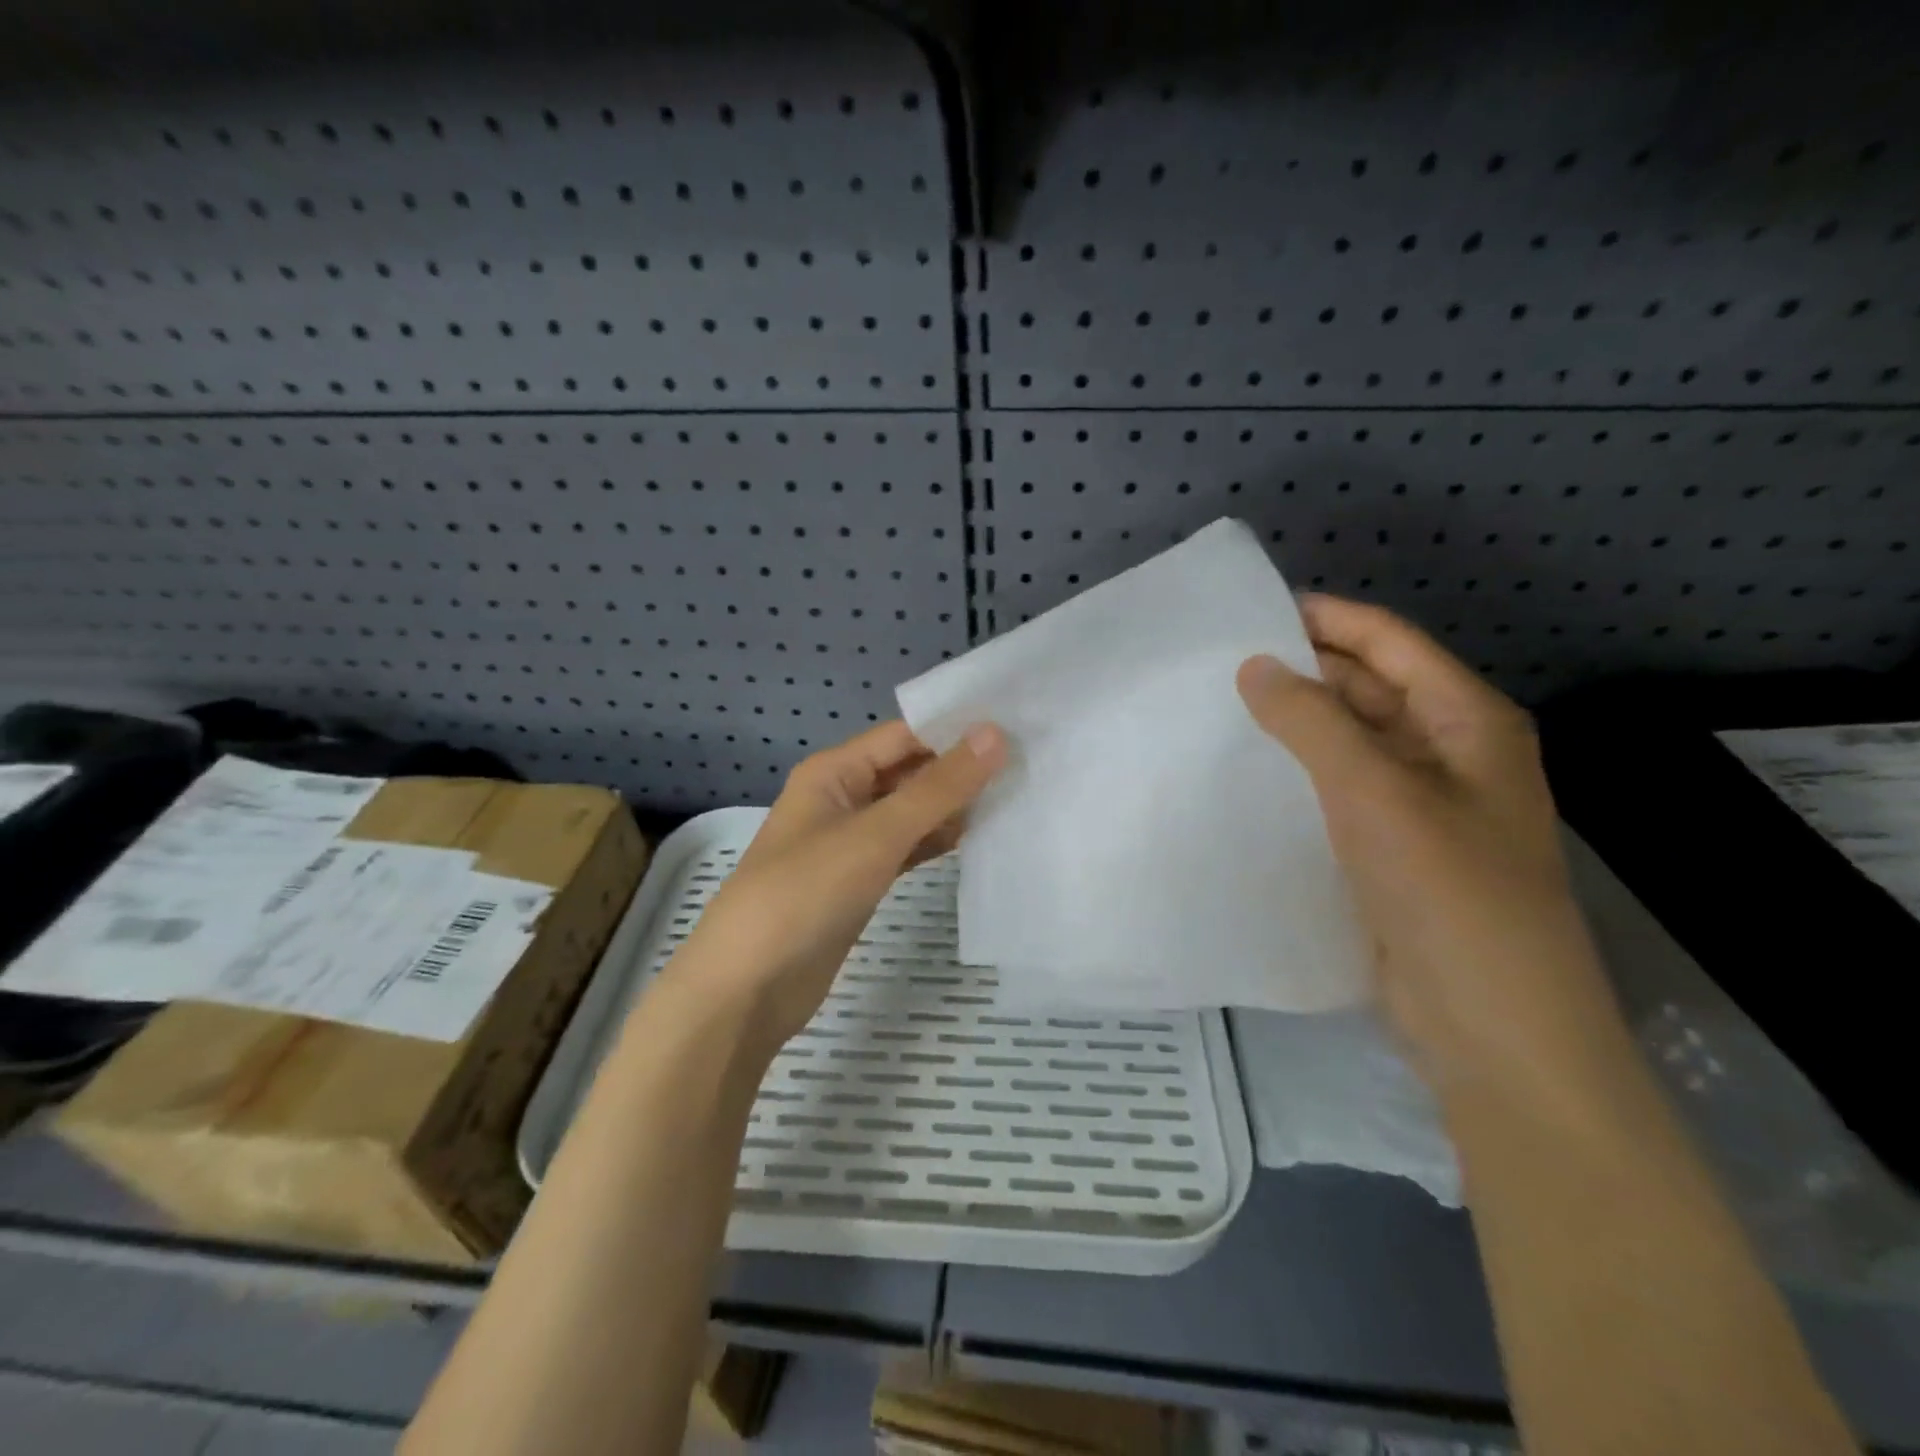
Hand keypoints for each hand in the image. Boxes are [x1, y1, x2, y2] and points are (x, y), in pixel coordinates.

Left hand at [666, 720, 1007, 1054]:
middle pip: (910, 771)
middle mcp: (843, 797)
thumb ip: (939, 787)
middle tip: (1031, 762)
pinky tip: (980, 840)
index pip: (905, 735)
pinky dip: (938, 842)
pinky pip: (907, 848)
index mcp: (835, 771)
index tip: (1018, 726)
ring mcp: (852, 842)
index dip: (956, 729)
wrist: (749, 986)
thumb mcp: (876, 833)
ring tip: (1019, 796)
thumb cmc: (806, 892)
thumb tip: (995, 733)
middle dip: (962, 768)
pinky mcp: (861, 880)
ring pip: (912, 812)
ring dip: (955, 807)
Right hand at [1237, 596, 1632, 1101]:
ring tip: (1222, 709)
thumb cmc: (1448, 894)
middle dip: (1304, 669)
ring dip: (1298, 723)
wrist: (1492, 1029)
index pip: (1388, 642)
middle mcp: (1450, 752)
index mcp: (1467, 721)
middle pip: (1371, 687)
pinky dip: (1300, 773)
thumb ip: (1311, 720)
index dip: (1325, 618)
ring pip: (1351, 741)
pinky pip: (1340, 790)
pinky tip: (1250, 774)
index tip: (1249, 611)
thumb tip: (1253, 664)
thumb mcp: (1375, 792)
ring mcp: (1423, 805)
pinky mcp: (1394, 849)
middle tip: (1220, 663)